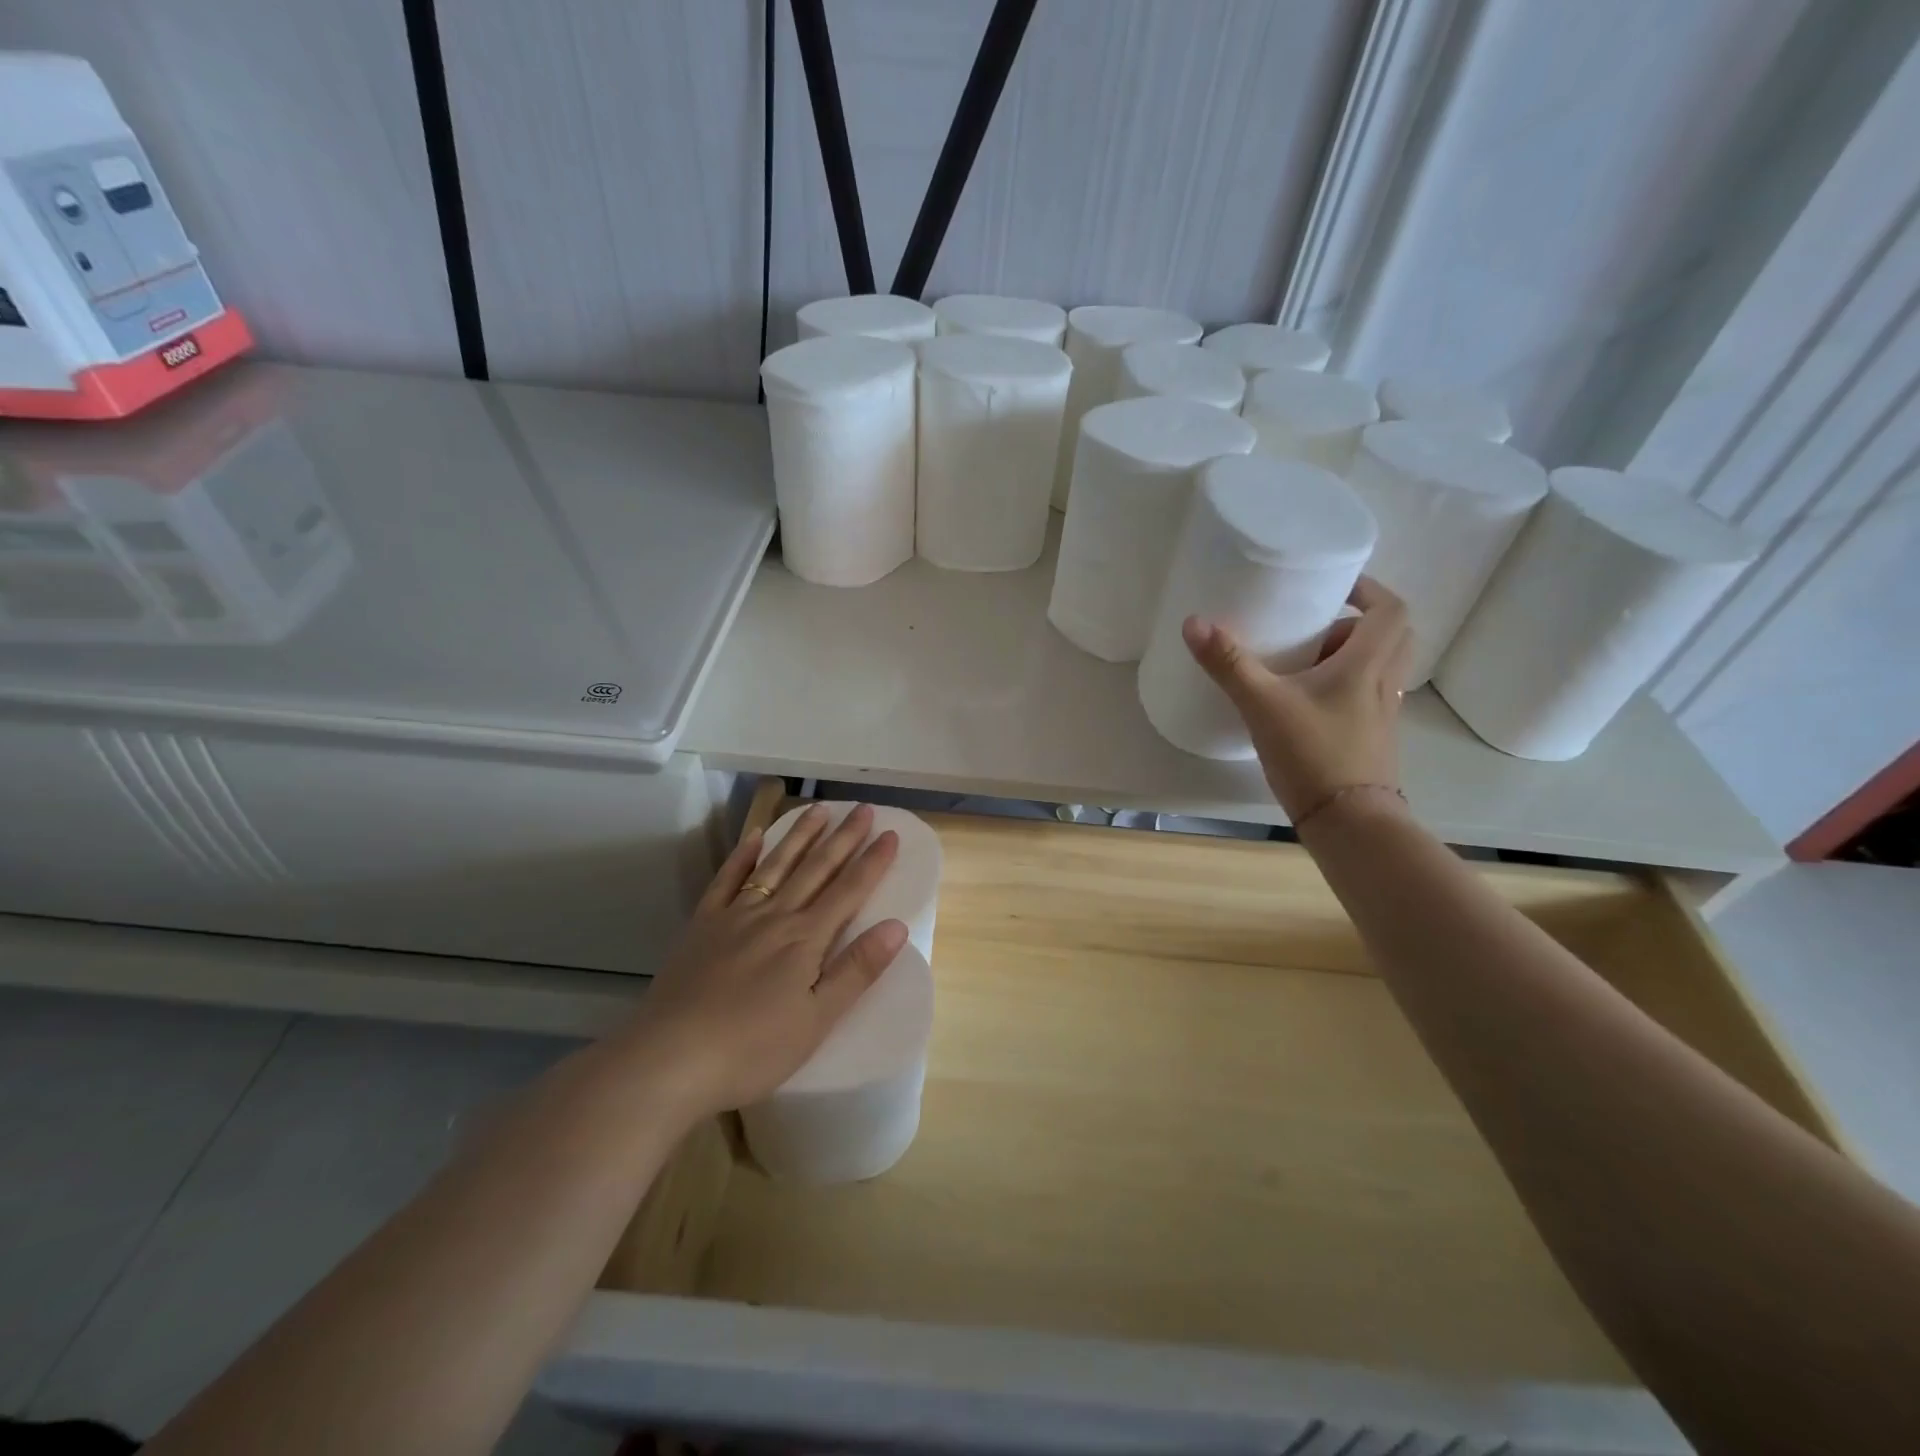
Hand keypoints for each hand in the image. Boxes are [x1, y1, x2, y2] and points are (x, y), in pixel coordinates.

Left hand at [620, 803, 907, 1120]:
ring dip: (799, 836)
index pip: (849, 891)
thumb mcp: (817, 1020)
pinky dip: (741, 857)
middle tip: (863, 808)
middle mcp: (774, 916)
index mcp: (805, 939)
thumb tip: (897, 926)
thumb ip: (856, 970)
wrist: (670, 1059)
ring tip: (818, 810)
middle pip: (815, 869)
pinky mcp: (702, 926)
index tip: (891, 833)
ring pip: (775, 865)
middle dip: (843, 838)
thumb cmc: (752, 1049)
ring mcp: (734, 917)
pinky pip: (726, 881)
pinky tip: (753, 838)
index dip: (873, 862)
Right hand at [1182, 577, 1412, 822]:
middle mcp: (1384, 683)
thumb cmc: (1313, 754)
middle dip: (1359, 622)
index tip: (1334, 587)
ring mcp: (1383, 713)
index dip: (1368, 589)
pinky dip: (1347, 685)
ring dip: (1352, 655)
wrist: (1349, 823)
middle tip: (1319, 624)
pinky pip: (1368, 695)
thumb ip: (1229, 663)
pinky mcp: (1372, 737)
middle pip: (1392, 636)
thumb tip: (1194, 622)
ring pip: (1381, 667)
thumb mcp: (1263, 704)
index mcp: (1367, 665)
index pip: (1390, 609)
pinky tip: (1308, 701)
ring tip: (1307, 661)